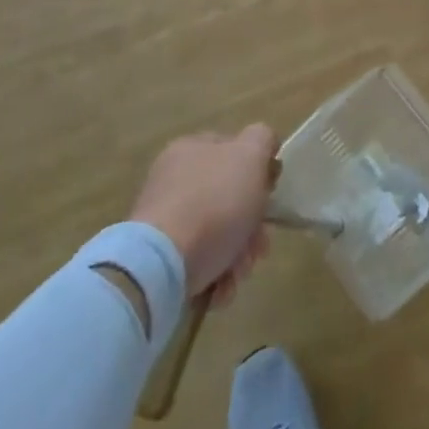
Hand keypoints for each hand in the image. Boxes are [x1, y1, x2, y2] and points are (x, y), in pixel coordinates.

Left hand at [130, 126, 278, 303]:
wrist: (162, 265)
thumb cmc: (214, 203)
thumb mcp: (250, 155)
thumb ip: (262, 140)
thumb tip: (263, 146)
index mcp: (192, 148)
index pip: (233, 150)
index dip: (257, 172)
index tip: (270, 197)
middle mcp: (174, 180)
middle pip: (228, 198)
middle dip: (251, 226)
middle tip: (260, 247)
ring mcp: (163, 221)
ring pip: (217, 233)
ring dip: (237, 255)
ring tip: (238, 274)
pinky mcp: (157, 260)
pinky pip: (197, 262)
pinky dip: (215, 275)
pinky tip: (220, 288)